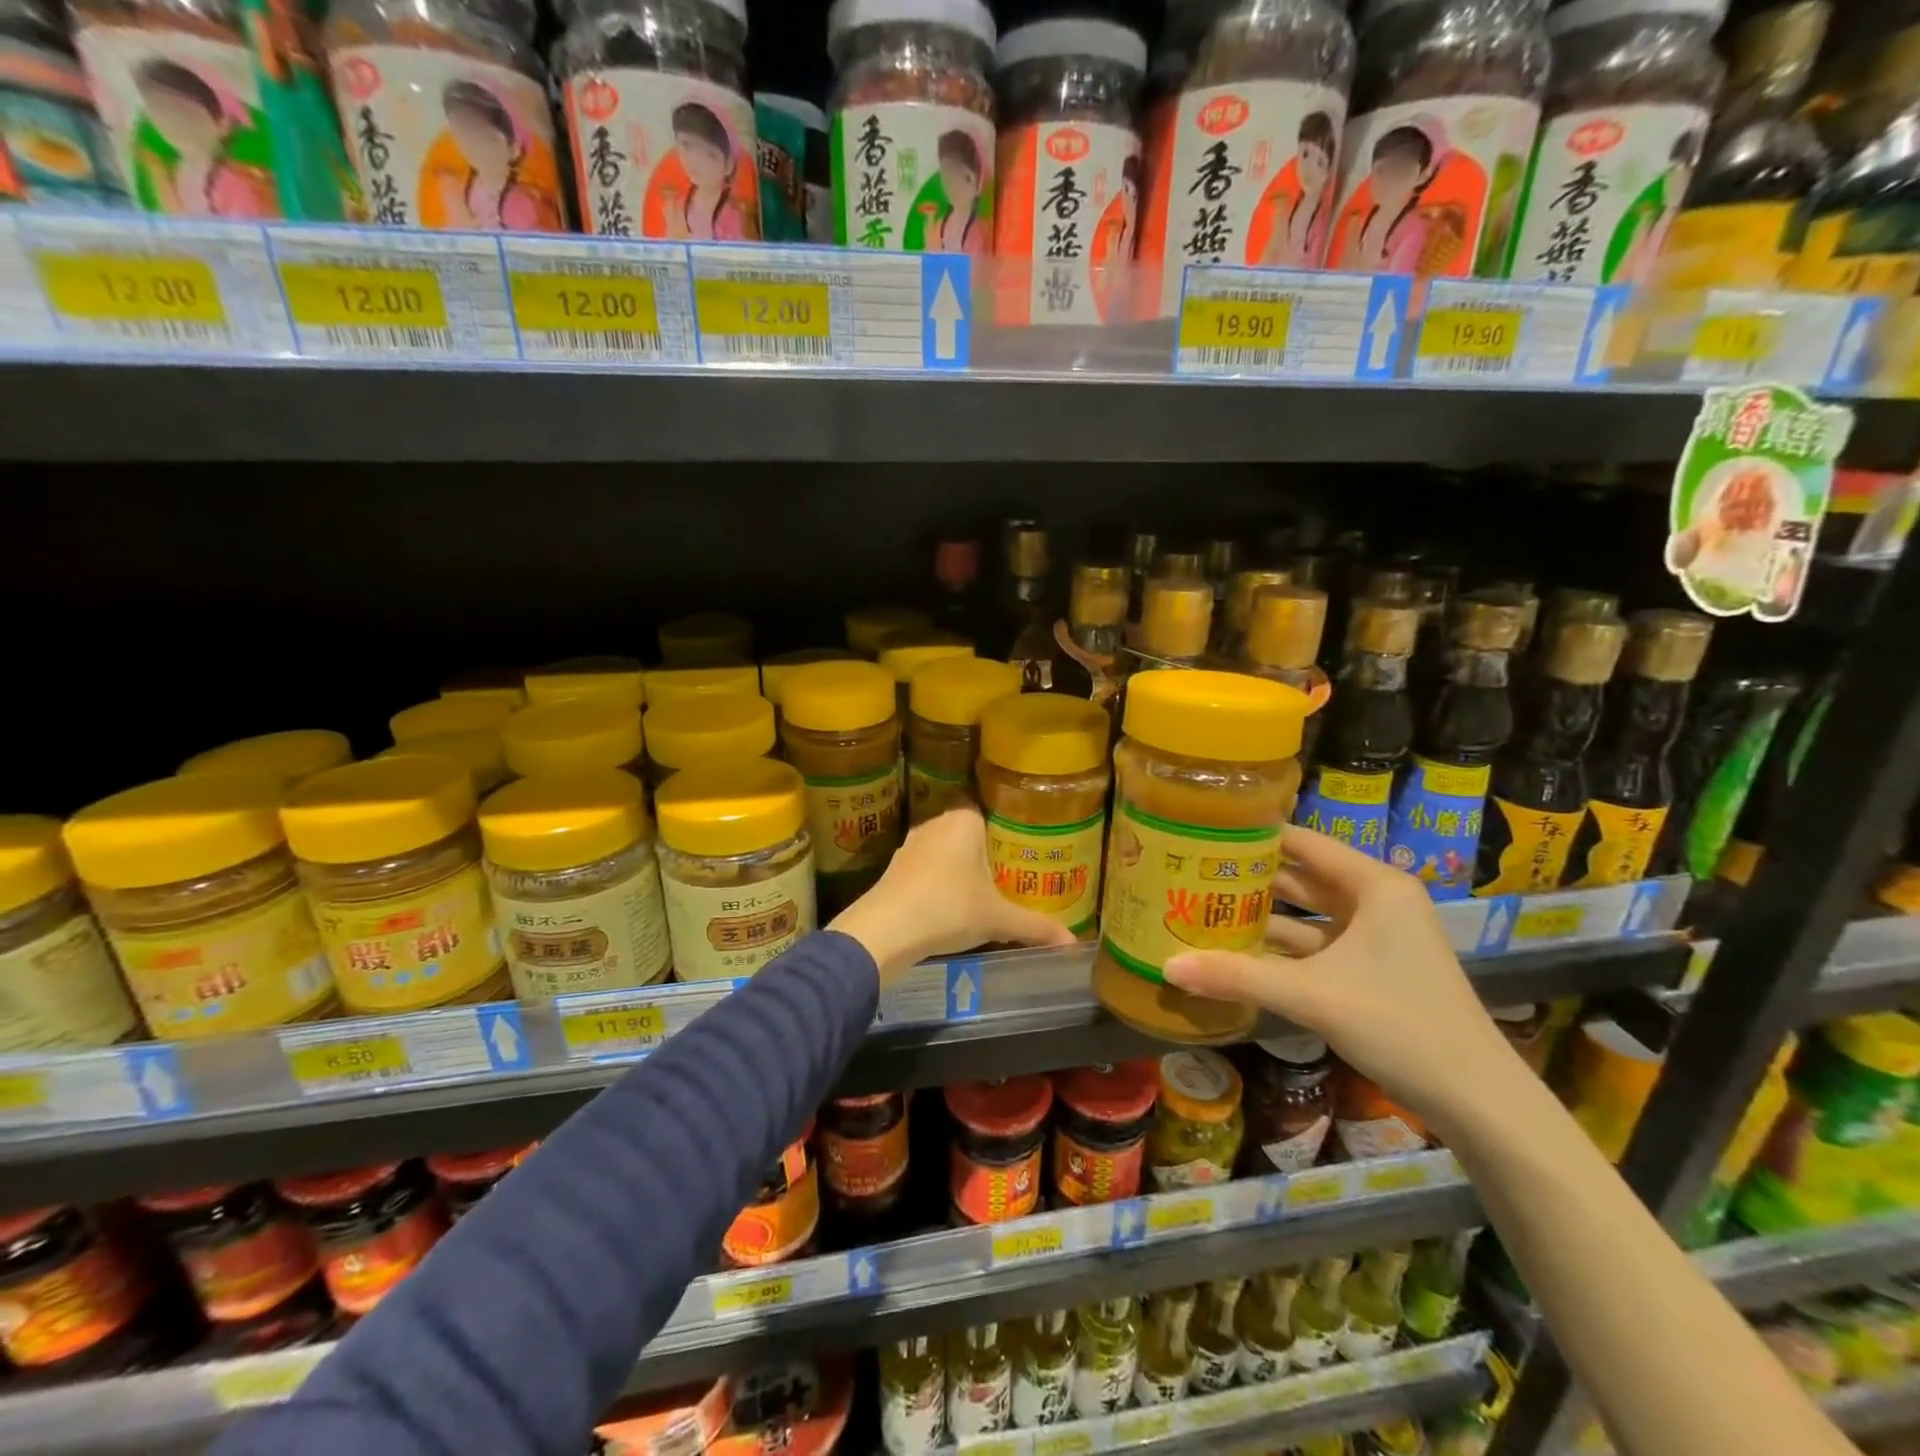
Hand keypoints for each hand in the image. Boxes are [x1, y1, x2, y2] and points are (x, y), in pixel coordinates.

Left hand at [831, 808, 1076, 979]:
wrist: (886, 929)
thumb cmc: (950, 909)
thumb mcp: (998, 919)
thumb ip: (1035, 927)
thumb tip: (1073, 942)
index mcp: (964, 821)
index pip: (990, 814)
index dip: (1007, 833)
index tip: (1022, 854)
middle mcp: (936, 824)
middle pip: (968, 835)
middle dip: (985, 855)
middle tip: (1009, 878)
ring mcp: (911, 845)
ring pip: (945, 853)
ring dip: (959, 871)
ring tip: (981, 894)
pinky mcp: (894, 869)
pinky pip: (926, 870)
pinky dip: (938, 884)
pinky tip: (949, 908)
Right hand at [1163, 826, 1527, 1139]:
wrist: (1478, 1100)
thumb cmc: (1400, 1024)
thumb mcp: (1313, 996)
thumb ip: (1237, 976)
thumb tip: (1167, 967)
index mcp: (1374, 885)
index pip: (1302, 842)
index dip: (1253, 836)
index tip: (1202, 831)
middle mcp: (1376, 901)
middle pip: (1300, 878)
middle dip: (1249, 879)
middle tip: (1190, 873)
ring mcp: (1375, 937)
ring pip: (1305, 915)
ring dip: (1261, 917)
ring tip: (1202, 909)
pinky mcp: (1371, 969)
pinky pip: (1315, 946)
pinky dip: (1280, 949)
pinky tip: (1236, 953)